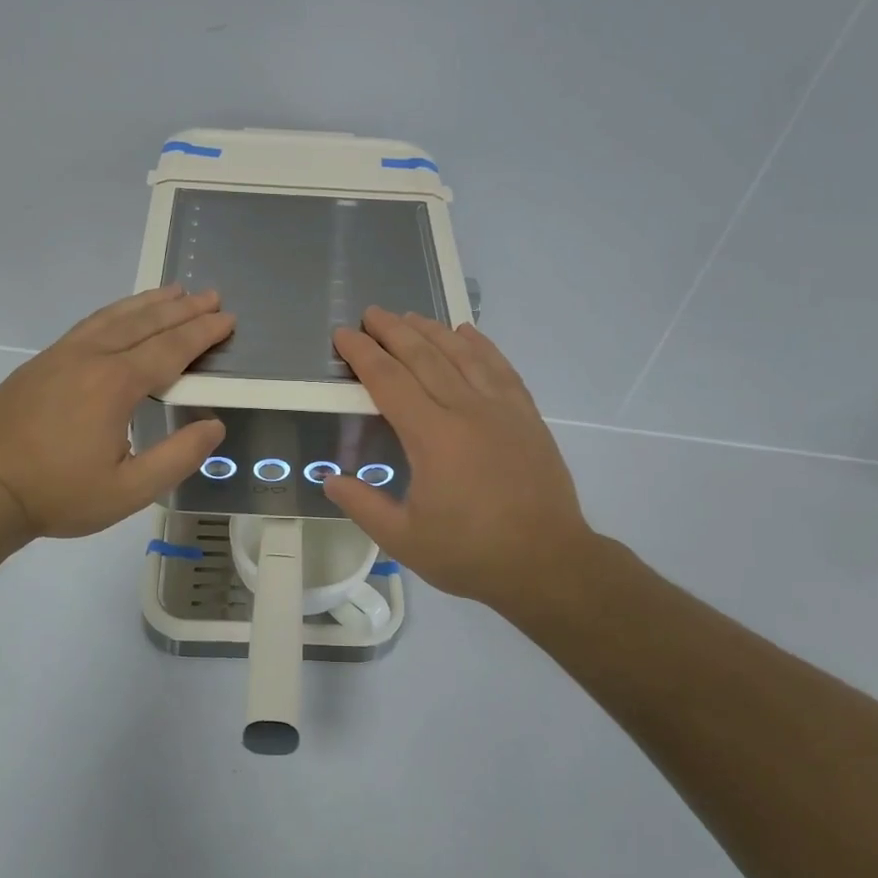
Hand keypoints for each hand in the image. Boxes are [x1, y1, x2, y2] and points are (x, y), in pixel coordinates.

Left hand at [0, 287, 232, 540]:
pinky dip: (115, 312)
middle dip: (183, 309)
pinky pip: (88, 325)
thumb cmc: (59, 494)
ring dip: (148, 303)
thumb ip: (177, 457)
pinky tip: (121, 315)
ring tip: (174, 291)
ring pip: (114, 317)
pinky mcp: (40, 363)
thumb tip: (214, 427)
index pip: (170, 349)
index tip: (227, 319)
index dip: (202, 333)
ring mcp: (61, 356)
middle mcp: (91, 358)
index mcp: (116, 384)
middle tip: (211, 295)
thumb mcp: (129, 490)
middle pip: (145, 323)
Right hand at [323, 308, 603, 615]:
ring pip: (462, 354)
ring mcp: (502, 409)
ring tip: (410, 316)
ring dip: (432, 331)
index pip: (388, 381)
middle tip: (371, 314)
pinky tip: (467, 333)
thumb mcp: (404, 539)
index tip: (343, 335)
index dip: (362, 354)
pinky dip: (481, 345)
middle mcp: (466, 410)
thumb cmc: (471, 554)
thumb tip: (329, 479)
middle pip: (423, 356)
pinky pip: (500, 368)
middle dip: (393, 331)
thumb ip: (363, 505)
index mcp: (432, 436)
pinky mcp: (526, 416)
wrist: (548, 563)